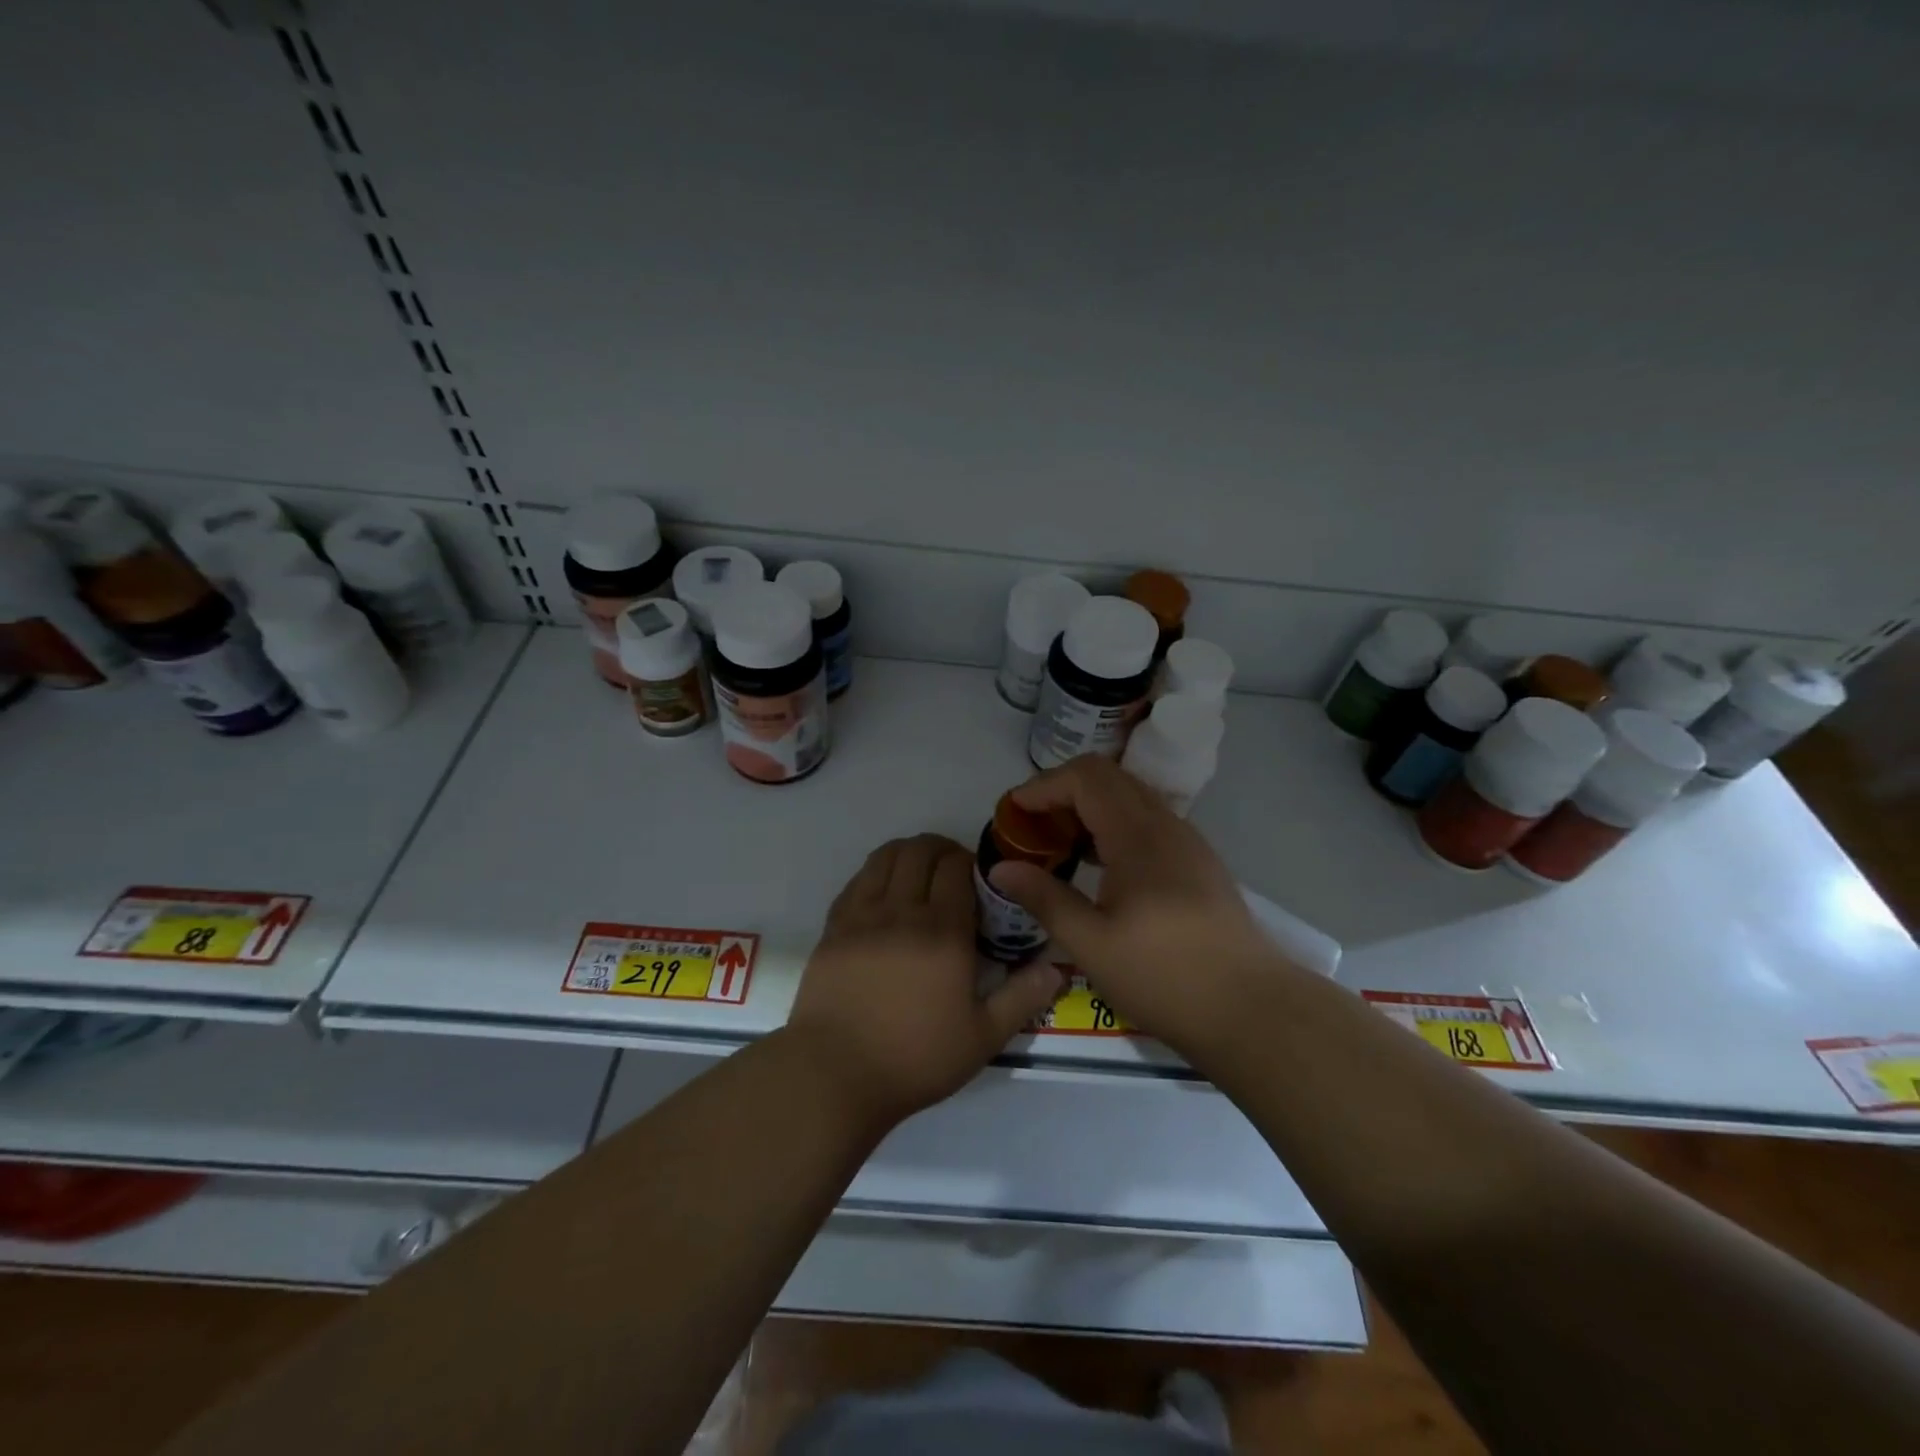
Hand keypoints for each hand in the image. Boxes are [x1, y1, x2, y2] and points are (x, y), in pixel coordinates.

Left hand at [785, 833, 1063, 1128]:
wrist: (835, 1074)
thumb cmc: (915, 1058)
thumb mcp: (982, 1038)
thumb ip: (1022, 998)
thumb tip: (1056, 968)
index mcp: (943, 932)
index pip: (956, 866)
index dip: (970, 862)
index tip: (978, 880)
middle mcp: (902, 911)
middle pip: (920, 851)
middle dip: (941, 849)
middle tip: (952, 871)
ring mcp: (862, 915)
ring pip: (885, 856)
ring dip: (907, 853)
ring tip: (918, 873)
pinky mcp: (834, 927)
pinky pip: (857, 879)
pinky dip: (876, 872)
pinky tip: (884, 893)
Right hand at [988, 755, 1289, 1056]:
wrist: (1252, 1010)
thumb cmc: (1165, 977)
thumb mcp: (1091, 944)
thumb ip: (1044, 898)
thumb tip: (1001, 868)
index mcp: (1137, 835)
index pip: (1085, 777)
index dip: (1043, 786)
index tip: (1013, 814)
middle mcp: (1165, 824)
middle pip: (1107, 778)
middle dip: (1062, 791)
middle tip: (1032, 828)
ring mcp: (1187, 841)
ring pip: (1130, 797)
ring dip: (1089, 808)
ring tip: (1060, 846)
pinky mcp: (1198, 862)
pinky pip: (1148, 821)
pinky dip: (1114, 826)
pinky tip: (1100, 868)